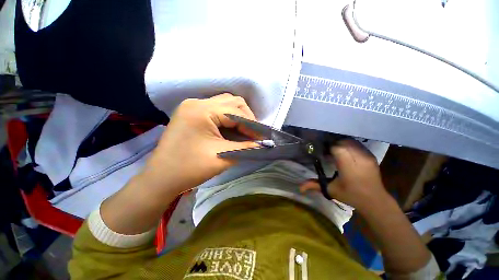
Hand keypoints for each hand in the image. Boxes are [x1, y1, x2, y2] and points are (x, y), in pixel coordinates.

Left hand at [142, 93, 258, 193]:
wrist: (161, 178)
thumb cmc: (190, 169)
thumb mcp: (223, 156)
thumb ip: (246, 147)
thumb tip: (263, 143)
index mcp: (202, 111)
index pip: (236, 111)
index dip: (252, 124)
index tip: (262, 137)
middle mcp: (196, 102)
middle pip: (232, 102)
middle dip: (247, 117)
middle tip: (253, 134)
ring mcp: (192, 106)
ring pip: (225, 104)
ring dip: (238, 116)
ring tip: (244, 132)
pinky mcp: (191, 113)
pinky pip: (216, 110)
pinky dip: (228, 118)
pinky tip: (232, 129)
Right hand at [300, 139, 388, 210]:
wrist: (375, 200)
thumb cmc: (351, 195)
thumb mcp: (331, 190)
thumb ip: (315, 185)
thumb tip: (299, 187)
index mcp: (349, 167)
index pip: (338, 148)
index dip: (328, 147)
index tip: (323, 151)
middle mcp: (359, 159)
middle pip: (344, 142)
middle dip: (334, 143)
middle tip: (327, 150)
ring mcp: (367, 156)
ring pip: (351, 142)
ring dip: (341, 143)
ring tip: (335, 149)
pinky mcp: (371, 156)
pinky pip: (358, 144)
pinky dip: (349, 145)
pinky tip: (345, 151)